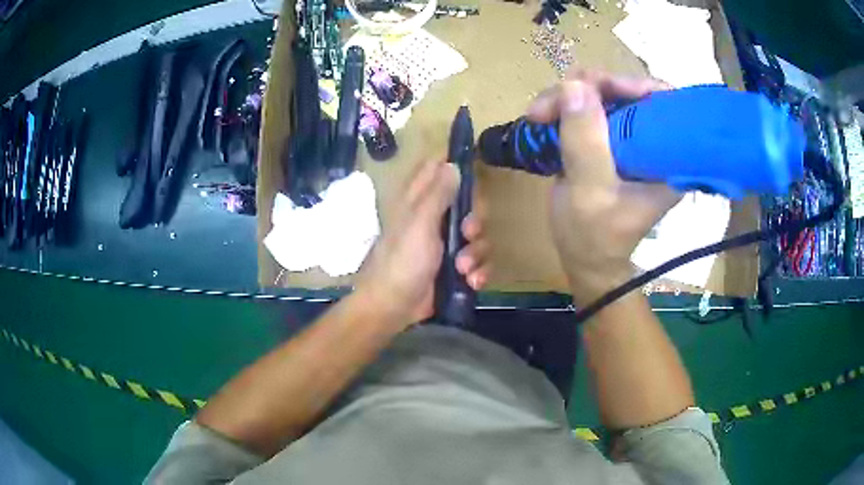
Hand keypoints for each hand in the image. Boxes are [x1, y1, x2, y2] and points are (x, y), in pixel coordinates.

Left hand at [355, 159, 490, 326]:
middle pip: (468, 204)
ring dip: (476, 253)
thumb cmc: (402, 261)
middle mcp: (434, 218)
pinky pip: (479, 261)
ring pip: (477, 236)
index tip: (473, 173)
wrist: (394, 307)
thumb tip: (452, 163)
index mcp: (419, 201)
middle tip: (467, 233)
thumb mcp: (420, 223)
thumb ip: (438, 194)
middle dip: (475, 221)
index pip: (437, 169)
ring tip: (463, 269)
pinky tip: (471, 281)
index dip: (455, 166)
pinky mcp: (455, 267)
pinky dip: (479, 271)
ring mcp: (446, 244)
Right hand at [527, 71, 680, 304]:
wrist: (585, 259)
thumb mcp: (589, 193)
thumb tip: (574, 84)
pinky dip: (565, 106)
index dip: (632, 84)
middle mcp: (654, 143)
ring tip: (539, 113)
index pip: (663, 102)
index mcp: (667, 159)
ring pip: (604, 95)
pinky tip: (545, 116)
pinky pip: (590, 107)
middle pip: (629, 91)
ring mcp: (630, 139)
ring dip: (568, 96)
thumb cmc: (593, 237)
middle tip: (550, 102)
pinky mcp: (610, 140)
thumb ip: (586, 141)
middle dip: (589, 88)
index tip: (595, 87)